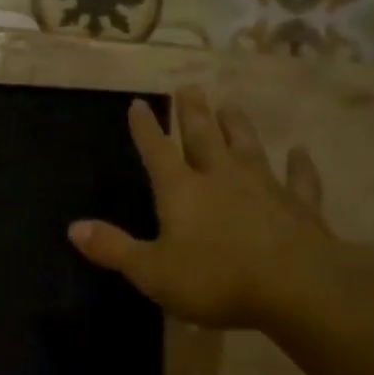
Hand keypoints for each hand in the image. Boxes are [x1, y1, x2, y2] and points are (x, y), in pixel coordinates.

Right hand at [69, 86, 336, 329]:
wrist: (296, 287)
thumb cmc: (215, 278)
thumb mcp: (151, 271)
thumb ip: (113, 248)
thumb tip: (73, 227)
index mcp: (181, 191)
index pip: (157, 151)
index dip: (145, 128)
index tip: (138, 103)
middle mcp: (221, 177)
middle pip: (203, 137)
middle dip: (192, 113)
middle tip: (188, 87)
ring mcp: (264, 187)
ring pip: (247, 147)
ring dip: (237, 126)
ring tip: (231, 105)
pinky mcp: (299, 206)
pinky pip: (298, 179)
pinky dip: (299, 165)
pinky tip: (300, 152)